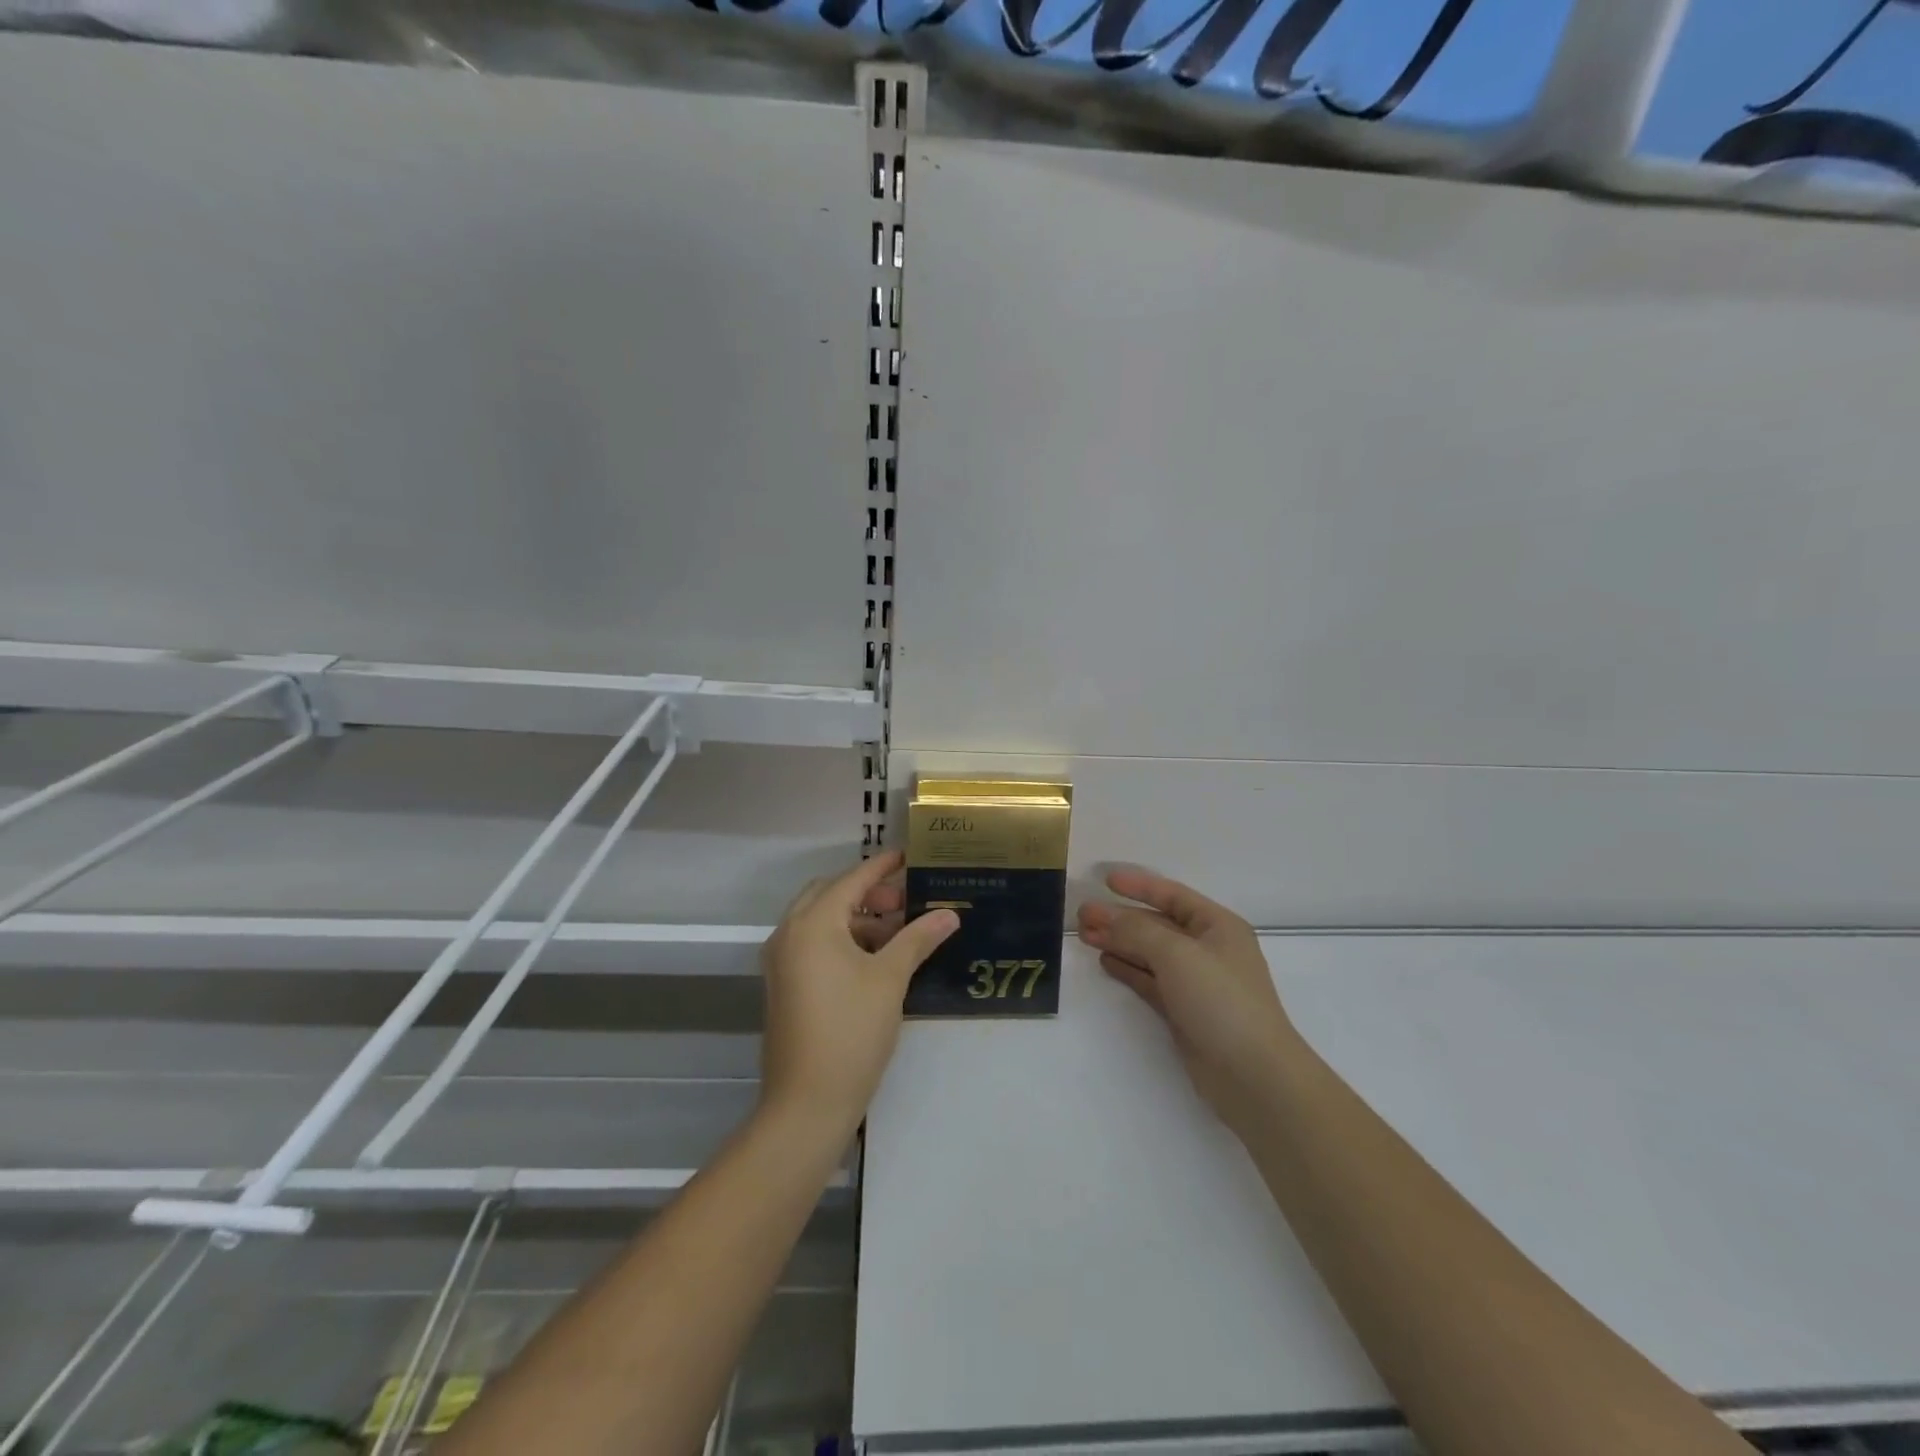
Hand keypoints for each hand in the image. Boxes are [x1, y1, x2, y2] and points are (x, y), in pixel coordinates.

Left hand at [759, 850, 958, 1135]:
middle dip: (867, 893)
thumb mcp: (890, 979)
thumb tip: (950, 914)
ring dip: (856, 918)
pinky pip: (813, 945)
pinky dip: (842, 940)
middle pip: (830, 895)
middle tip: (904, 902)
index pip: (851, 880)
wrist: (807, 1102)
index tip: (907, 856)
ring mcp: (781, 961)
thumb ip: (918, 939)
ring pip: (821, 921)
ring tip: (897, 934)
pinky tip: (874, 959)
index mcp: (812, 924)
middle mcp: (789, 934)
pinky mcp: (784, 985)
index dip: (881, 866)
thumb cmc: (852, 1031)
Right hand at [1078, 868, 1300, 1131]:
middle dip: (1121, 918)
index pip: (1173, 895)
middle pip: (1157, 924)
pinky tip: (1105, 961)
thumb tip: (1101, 916)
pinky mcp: (1184, 1011)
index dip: (1139, 886)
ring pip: (1150, 953)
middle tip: (1082, 915)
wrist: (1253, 1075)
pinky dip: (1128, 969)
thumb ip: (1136, 930)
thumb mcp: (1177, 954)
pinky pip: (1150, 980)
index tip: (1105, 880)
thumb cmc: (1221, 1000)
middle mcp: (1208, 949)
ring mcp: (1196, 982)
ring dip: (1119, 942)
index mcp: (1218, 926)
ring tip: (1084, 936)